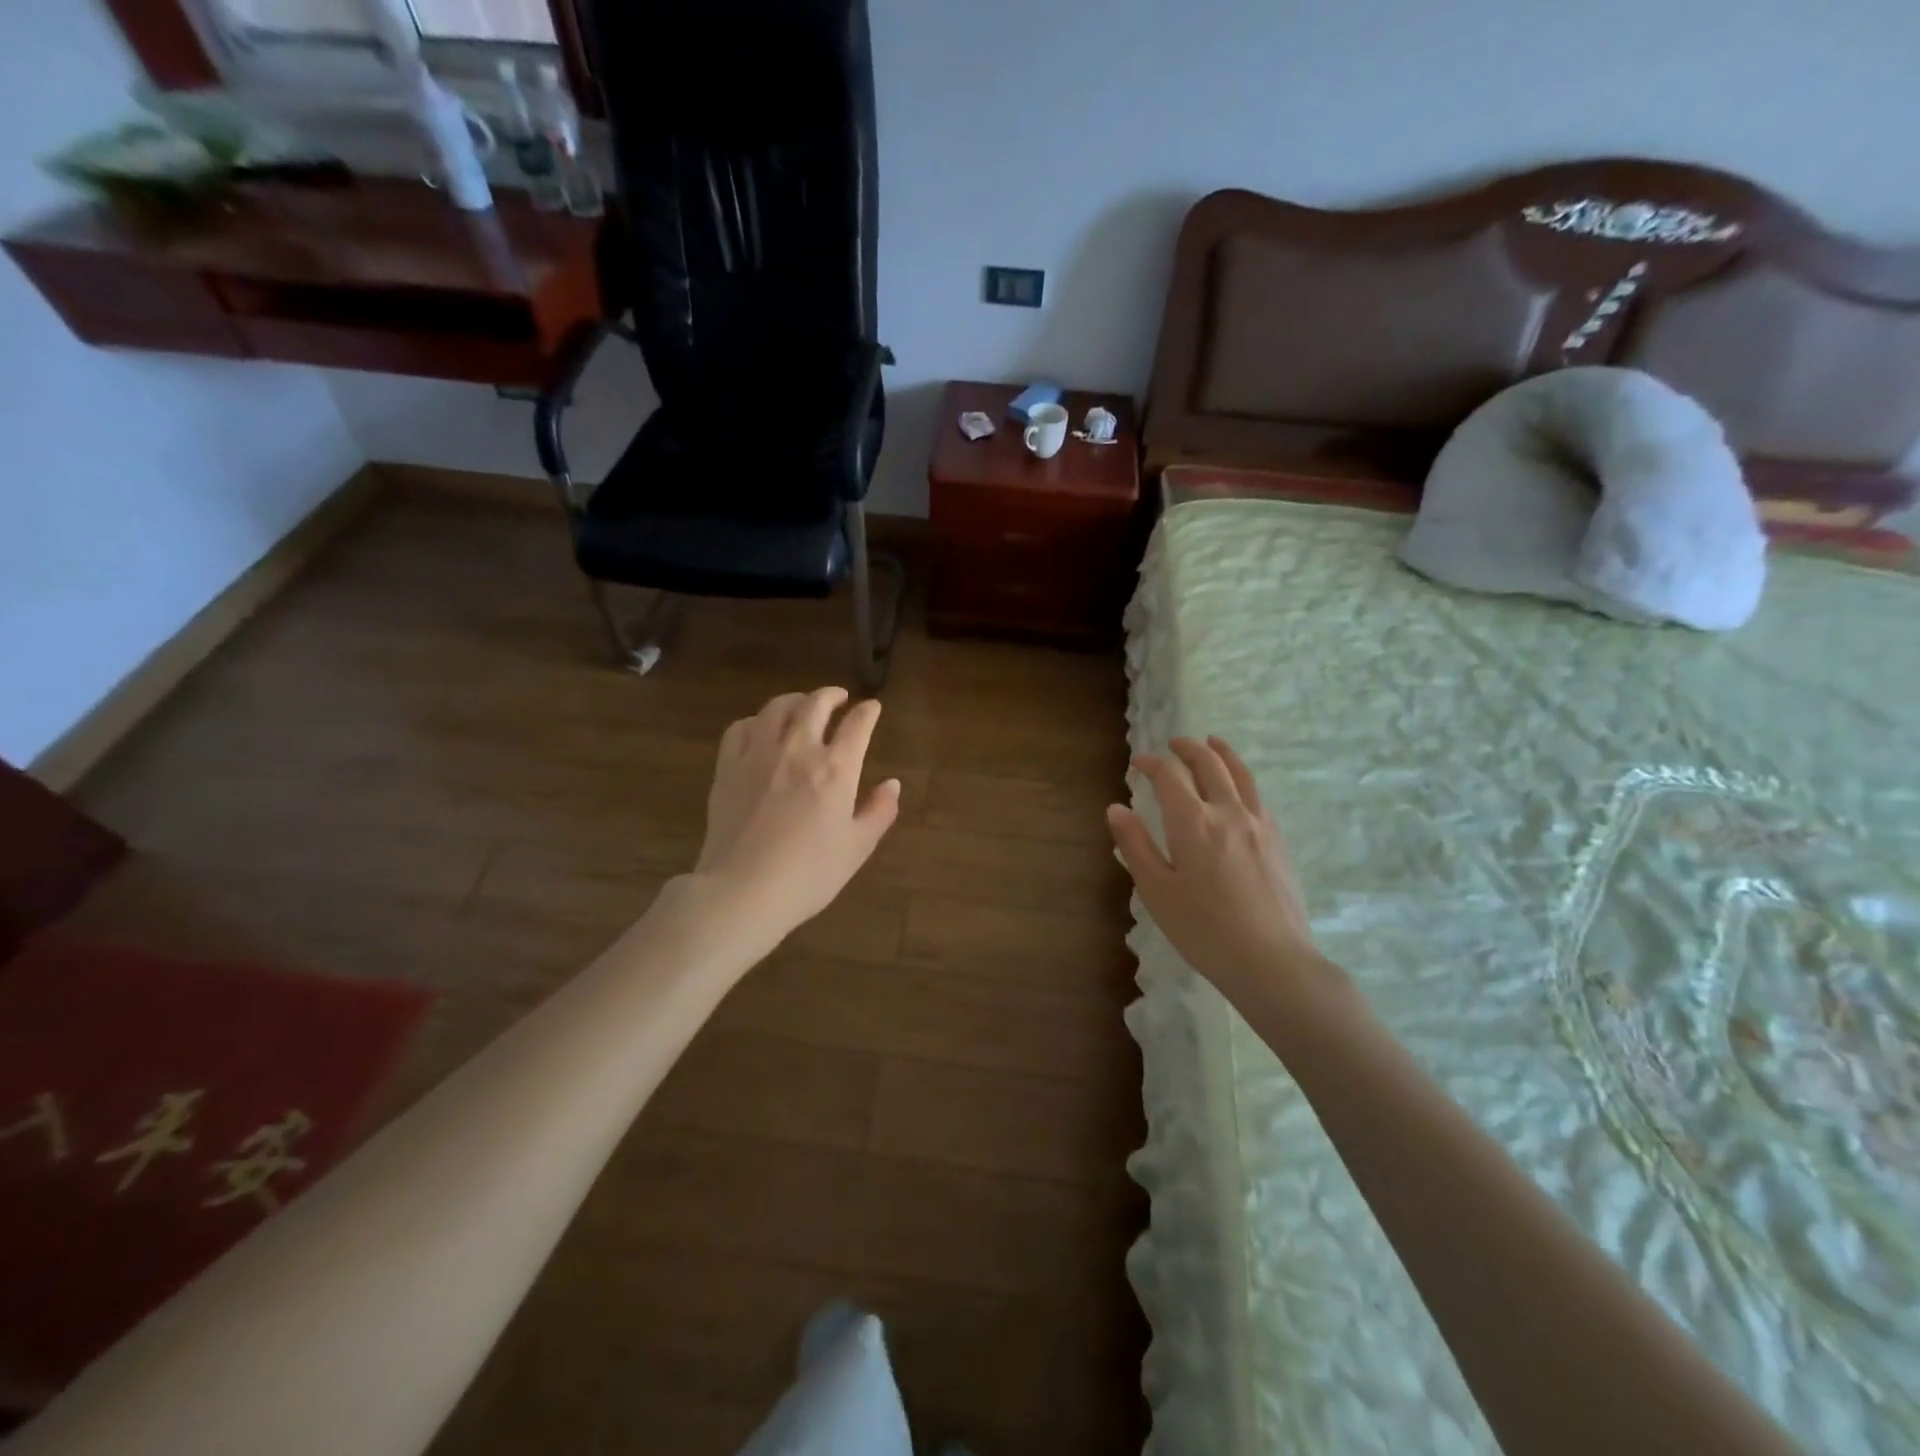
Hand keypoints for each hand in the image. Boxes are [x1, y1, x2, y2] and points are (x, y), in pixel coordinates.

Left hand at [693, 687, 900, 941]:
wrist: (743, 891)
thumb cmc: (809, 875)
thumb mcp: (857, 848)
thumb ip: (879, 812)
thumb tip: (893, 785)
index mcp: (836, 769)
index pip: (857, 725)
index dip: (868, 712)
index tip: (872, 708)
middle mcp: (798, 750)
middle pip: (815, 704)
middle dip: (831, 695)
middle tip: (838, 697)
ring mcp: (758, 754)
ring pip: (776, 708)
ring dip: (794, 700)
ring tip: (801, 705)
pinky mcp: (727, 767)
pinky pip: (740, 728)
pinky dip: (755, 721)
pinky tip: (760, 729)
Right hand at [1107, 737, 1335, 1007]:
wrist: (1272, 961)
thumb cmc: (1204, 930)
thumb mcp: (1157, 891)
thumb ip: (1136, 845)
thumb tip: (1116, 808)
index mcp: (1193, 823)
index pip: (1169, 777)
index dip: (1151, 764)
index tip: (1138, 763)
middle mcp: (1228, 812)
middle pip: (1209, 765)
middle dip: (1188, 749)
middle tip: (1173, 744)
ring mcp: (1258, 825)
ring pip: (1241, 774)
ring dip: (1222, 753)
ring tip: (1212, 743)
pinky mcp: (1278, 841)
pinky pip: (1258, 795)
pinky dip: (1243, 778)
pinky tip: (1239, 788)